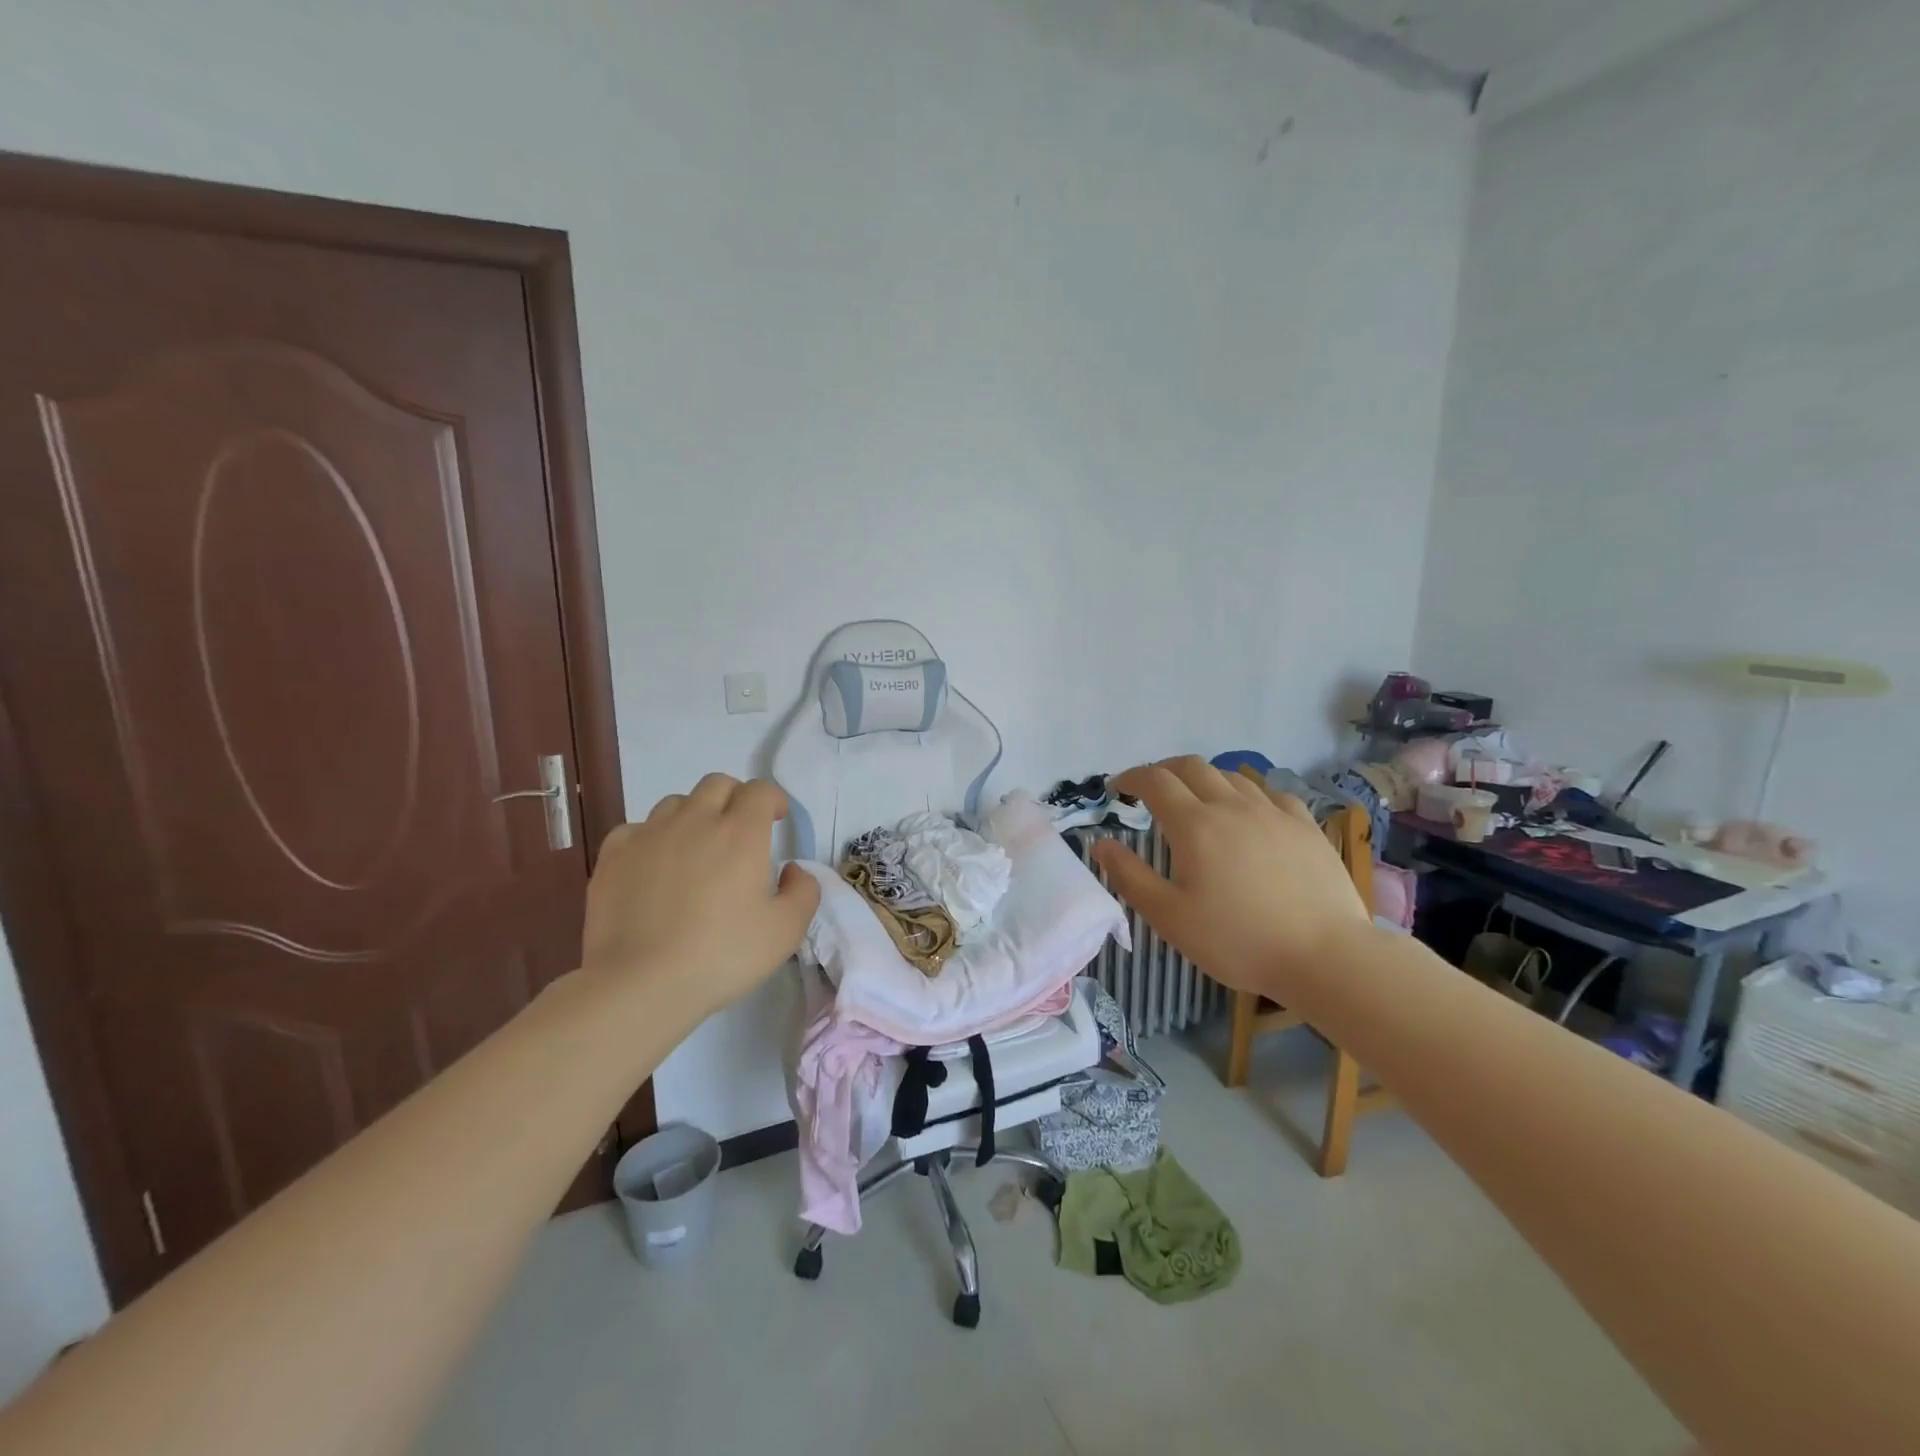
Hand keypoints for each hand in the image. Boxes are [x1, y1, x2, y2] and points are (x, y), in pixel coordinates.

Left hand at [581, 774, 819, 1022]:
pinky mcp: (614, 855)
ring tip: (695, 849)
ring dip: (693, 815)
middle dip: (734, 798)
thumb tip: (793, 868)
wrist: (641, 984)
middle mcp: (695, 821)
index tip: (776, 819)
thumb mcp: (786, 931)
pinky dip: (651, 838)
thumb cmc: (722, 956)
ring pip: (676, 803)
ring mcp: (649, 834)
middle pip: (717, 784)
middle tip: (739, 830)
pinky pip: (637, 829)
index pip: (759, 790)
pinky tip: (654, 866)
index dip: (772, 799)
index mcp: (741, 833)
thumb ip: (804, 891)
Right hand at [1090, 757, 1371, 996]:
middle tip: (1150, 790)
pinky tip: (1249, 813)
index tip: (1116, 789)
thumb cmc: (1238, 941)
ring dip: (1204, 780)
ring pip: (1231, 776)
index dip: (1130, 778)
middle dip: (1163, 771)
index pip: (1154, 780)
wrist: (1325, 955)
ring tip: (1196, 801)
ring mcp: (1273, 812)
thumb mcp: (1170, 918)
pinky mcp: (1305, 825)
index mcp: (1194, 825)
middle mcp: (1231, 806)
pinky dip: (1246, 794)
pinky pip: (1269, 793)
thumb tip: (1100, 843)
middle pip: (1191, 766)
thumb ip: (1130, 876)